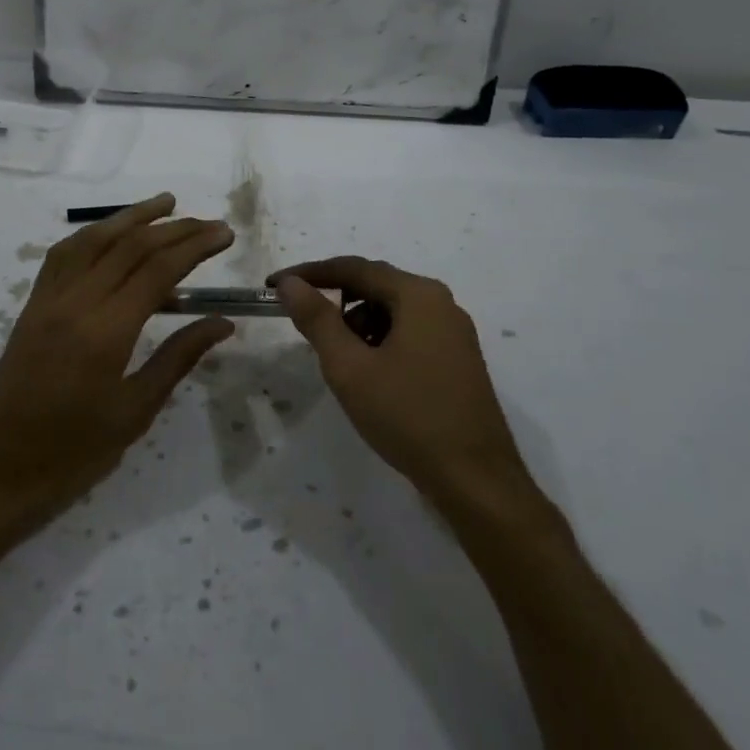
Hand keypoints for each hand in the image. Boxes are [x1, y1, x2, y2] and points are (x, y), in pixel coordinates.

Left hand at [0, 194, 234, 525]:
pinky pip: (63, 254)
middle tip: (209, 224)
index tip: (224, 234)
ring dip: (132, 217)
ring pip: (93, 239)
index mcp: (105, 332)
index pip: (157, 270)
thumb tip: (222, 322)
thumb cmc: (74, 452)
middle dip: (174, 229)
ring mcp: (48, 299)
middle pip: (129, 247)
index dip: (195, 246)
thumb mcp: (135, 411)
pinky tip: (111, 232)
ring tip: (167, 205)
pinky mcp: (32, 304)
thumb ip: (178, 357)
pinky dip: (92, 234)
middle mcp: (75, 302)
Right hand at [271, 257, 535, 505]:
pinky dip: (380, 342)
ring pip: (391, 311)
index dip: (309, 273)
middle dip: (335, 302)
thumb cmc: (408, 416)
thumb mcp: (350, 367)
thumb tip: (290, 283)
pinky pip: (408, 333)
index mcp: (418, 295)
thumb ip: (317, 318)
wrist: (476, 481)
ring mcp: (453, 332)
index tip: (274, 286)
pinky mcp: (457, 359)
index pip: (353, 268)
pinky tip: (370, 376)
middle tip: (303, 326)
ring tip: (341, 362)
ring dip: (357, 325)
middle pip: (374, 286)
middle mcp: (440, 303)